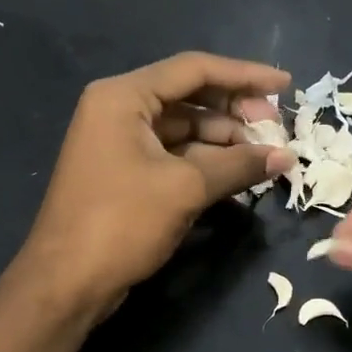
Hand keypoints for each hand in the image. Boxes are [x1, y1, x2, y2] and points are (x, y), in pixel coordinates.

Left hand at [19, 52, 294, 311]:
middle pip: (189, 96)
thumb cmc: (121, 222)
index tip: (285, 86)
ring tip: (264, 156)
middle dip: (235, 110)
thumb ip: (238, 165)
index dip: (244, 75)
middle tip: (275, 127)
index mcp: (124, 97)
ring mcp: (119, 142)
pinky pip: (173, 154)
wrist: (66, 283)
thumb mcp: (185, 188)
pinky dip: (206, 161)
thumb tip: (286, 156)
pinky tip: (238, 175)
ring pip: (184, 128)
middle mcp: (118, 109)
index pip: (194, 69)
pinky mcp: (125, 172)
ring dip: (224, 140)